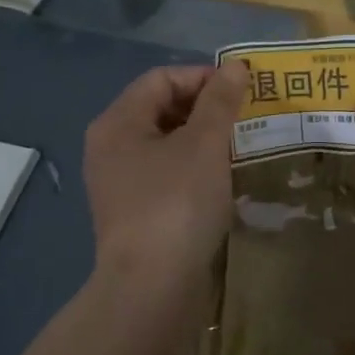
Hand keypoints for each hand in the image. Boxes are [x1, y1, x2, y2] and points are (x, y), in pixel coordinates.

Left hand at [84, 62, 247, 287]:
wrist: (151, 288)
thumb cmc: (176, 204)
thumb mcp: (205, 145)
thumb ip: (220, 101)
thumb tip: (234, 66)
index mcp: (118, 123)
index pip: (161, 79)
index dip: (203, 77)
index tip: (242, 91)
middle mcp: (110, 147)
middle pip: (160, 108)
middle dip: (205, 107)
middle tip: (245, 117)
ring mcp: (119, 182)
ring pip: (165, 143)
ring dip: (202, 138)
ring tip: (239, 146)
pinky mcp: (134, 211)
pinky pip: (166, 172)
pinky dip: (194, 167)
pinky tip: (221, 179)